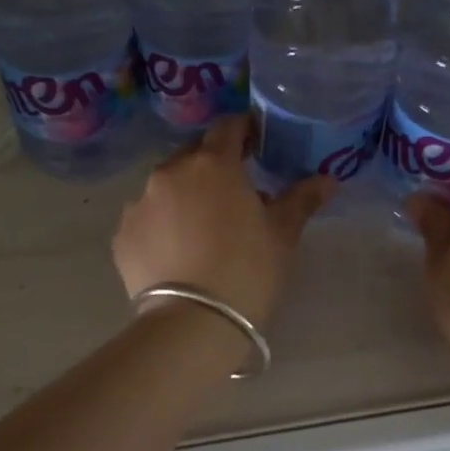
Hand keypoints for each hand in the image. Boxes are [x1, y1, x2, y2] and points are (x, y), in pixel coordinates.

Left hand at [113, 115, 334, 325]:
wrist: (193, 322)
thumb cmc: (247, 269)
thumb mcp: (282, 235)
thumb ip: (301, 199)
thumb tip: (327, 180)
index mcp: (213, 164)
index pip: (228, 128)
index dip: (244, 131)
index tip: (256, 145)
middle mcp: (170, 173)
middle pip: (193, 156)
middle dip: (212, 167)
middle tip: (232, 194)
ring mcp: (139, 203)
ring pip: (165, 187)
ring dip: (183, 196)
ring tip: (200, 229)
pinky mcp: (122, 235)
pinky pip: (145, 219)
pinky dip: (160, 226)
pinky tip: (175, 253)